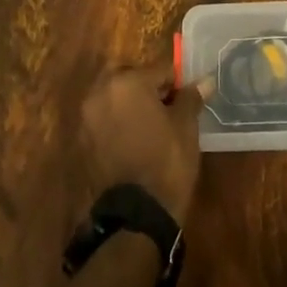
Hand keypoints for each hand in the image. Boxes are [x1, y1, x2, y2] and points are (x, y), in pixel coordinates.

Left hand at [81, 66, 207, 220]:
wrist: (136, 216)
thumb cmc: (166, 162)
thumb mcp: (186, 127)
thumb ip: (191, 98)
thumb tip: (204, 80)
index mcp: (127, 82)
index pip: (159, 71)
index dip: (176, 84)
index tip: (187, 100)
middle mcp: (100, 92)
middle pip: (129, 78)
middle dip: (147, 88)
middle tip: (168, 109)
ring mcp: (87, 118)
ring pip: (113, 98)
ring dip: (130, 105)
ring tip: (152, 126)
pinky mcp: (82, 142)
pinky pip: (103, 120)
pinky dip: (117, 123)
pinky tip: (135, 142)